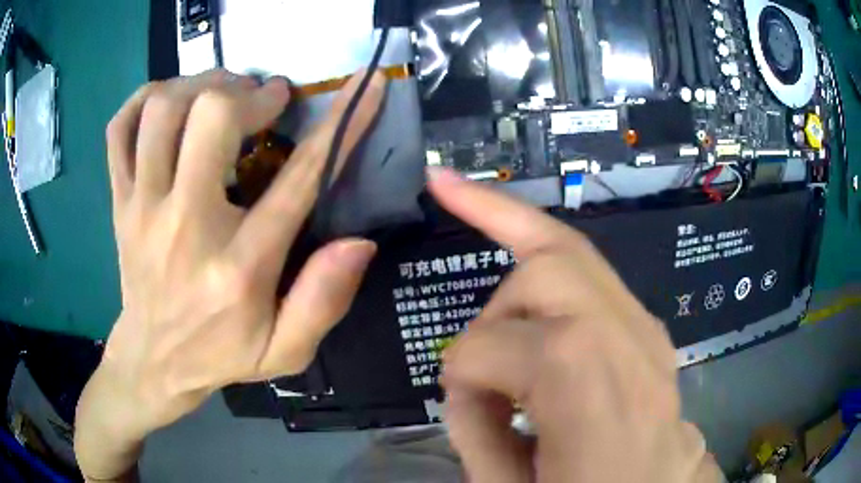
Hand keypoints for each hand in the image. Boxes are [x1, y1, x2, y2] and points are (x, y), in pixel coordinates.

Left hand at [75, 69, 385, 480]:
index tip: (366, 84)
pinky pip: (120, 129)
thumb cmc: (220, 355)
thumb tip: (360, 242)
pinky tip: (168, 103)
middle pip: (211, 116)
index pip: (299, 177)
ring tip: (221, 95)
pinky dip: (143, 100)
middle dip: (249, 92)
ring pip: (162, 109)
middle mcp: (184, 225)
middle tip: (265, 99)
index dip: (343, 121)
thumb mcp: (285, 351)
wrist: (152, 362)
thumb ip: (324, 302)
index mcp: (238, 266)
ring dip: (200, 85)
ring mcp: (142, 208)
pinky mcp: (119, 201)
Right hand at [427, 167, 723, 482]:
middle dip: (491, 287)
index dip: (460, 378)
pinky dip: (551, 252)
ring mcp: (646, 327)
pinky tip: (520, 236)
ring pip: (573, 252)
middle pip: (548, 263)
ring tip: (495, 301)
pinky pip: (594, 273)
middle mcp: (628, 340)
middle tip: (463, 290)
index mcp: (589, 391)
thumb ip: (475, 429)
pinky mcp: (648, 328)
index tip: (464, 408)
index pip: (492, 346)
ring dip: (519, 255)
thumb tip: (466, 376)